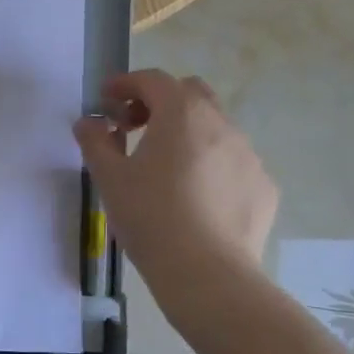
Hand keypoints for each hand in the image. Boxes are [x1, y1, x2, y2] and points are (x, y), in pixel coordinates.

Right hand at [73, 70, 276, 307]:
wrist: (207, 273)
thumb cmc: (150, 217)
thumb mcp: (109, 177)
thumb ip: (95, 141)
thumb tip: (90, 122)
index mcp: (181, 114)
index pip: (152, 80)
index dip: (125, 83)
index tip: (106, 98)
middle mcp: (221, 124)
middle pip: (190, 93)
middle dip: (160, 101)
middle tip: (134, 127)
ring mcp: (249, 155)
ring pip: (214, 128)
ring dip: (186, 134)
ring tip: (163, 167)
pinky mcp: (263, 186)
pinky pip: (231, 162)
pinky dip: (209, 164)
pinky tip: (193, 197)